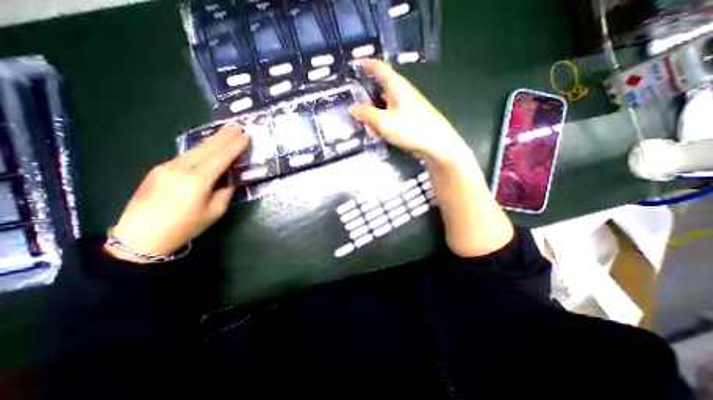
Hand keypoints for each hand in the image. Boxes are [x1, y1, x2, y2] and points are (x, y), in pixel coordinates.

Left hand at [105, 123, 249, 261]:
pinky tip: (208, 146)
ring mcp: (167, 166)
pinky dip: (201, 148)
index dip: (235, 146)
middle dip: (224, 136)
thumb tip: (230, 179)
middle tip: (237, 125)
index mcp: (197, 181)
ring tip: (225, 131)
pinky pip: (186, 155)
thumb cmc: (185, 227)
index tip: (246, 135)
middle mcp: (181, 168)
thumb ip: (225, 192)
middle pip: (207, 148)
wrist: (141, 237)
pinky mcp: (159, 169)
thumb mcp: (214, 212)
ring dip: (213, 139)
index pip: (220, 157)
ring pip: (195, 149)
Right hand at [350, 58, 471, 163]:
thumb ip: (366, 114)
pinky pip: (390, 116)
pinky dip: (382, 124)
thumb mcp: (383, 122)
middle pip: (378, 91)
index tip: (354, 63)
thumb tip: (352, 108)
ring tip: (371, 132)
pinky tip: (380, 135)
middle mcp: (401, 93)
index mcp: (396, 86)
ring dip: (374, 118)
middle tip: (358, 117)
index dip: (366, 64)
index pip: (379, 68)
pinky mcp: (408, 118)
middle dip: (366, 104)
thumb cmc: (410, 128)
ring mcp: (406, 106)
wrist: (435, 144)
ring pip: (383, 107)